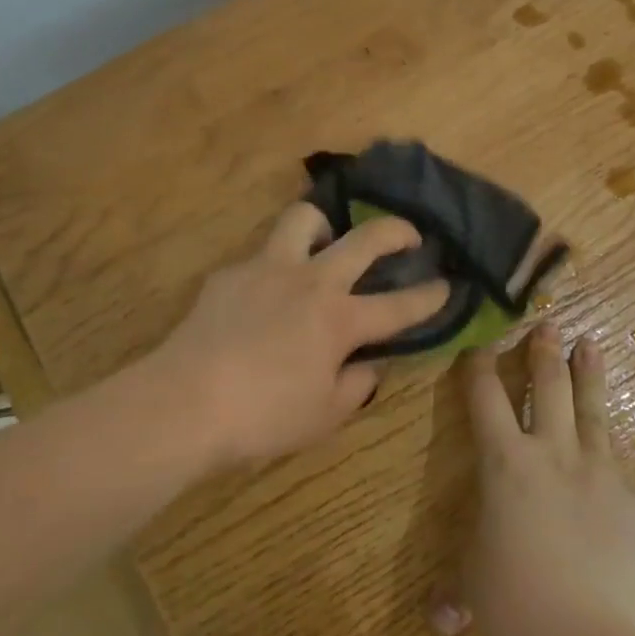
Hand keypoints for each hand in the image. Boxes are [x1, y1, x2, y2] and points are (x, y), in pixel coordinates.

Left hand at [150, 202, 449, 467]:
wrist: (186, 401)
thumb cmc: (262, 417)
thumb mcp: (323, 416)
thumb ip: (356, 385)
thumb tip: (370, 365)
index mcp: (339, 320)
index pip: (399, 306)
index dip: (430, 296)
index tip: (448, 285)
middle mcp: (311, 282)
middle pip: (365, 239)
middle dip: (397, 230)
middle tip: (409, 236)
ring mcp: (268, 268)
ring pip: (304, 219)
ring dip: (324, 226)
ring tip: (326, 243)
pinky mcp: (231, 273)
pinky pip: (260, 256)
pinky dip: (274, 268)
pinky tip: (264, 294)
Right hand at [434, 325, 634, 635]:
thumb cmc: (510, 602)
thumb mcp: (474, 582)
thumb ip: (457, 593)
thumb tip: (439, 623)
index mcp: (504, 460)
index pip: (485, 395)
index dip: (478, 365)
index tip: (479, 346)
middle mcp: (552, 451)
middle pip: (547, 385)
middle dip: (544, 350)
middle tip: (549, 323)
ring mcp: (599, 472)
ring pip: (592, 410)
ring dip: (588, 373)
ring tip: (591, 344)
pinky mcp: (634, 501)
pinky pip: (620, 474)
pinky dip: (611, 466)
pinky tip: (613, 469)